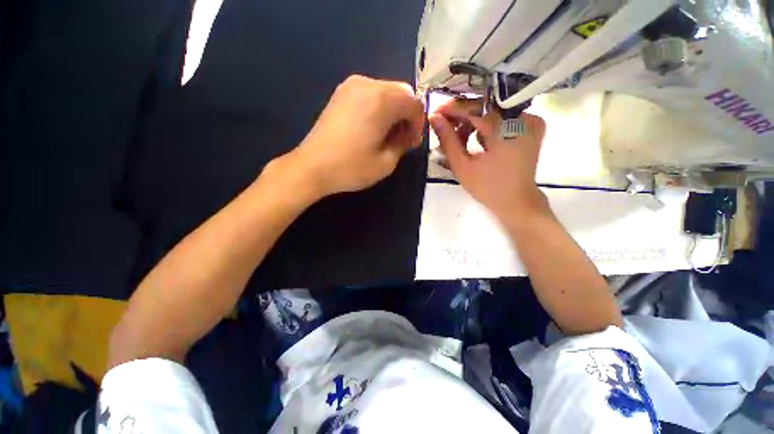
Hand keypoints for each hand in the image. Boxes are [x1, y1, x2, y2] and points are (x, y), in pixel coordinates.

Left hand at [283, 75, 424, 197]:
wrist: (312, 167)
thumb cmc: (351, 167)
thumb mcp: (386, 162)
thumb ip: (403, 143)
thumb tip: (407, 134)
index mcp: (382, 100)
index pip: (414, 103)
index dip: (418, 123)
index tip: (412, 143)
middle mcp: (367, 84)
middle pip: (401, 93)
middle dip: (407, 115)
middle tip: (403, 139)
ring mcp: (351, 86)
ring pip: (386, 92)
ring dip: (393, 111)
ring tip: (387, 135)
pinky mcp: (340, 94)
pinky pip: (370, 94)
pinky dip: (379, 108)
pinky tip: (373, 128)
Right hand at [429, 99, 546, 219]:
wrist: (516, 201)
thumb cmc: (487, 188)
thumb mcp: (462, 166)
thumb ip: (448, 140)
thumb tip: (434, 118)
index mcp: (507, 131)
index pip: (476, 108)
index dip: (453, 109)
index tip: (435, 112)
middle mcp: (524, 119)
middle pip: (485, 106)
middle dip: (461, 115)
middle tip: (443, 125)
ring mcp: (530, 121)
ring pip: (493, 111)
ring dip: (472, 121)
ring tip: (457, 138)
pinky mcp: (531, 126)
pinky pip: (503, 117)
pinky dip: (486, 125)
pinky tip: (474, 139)